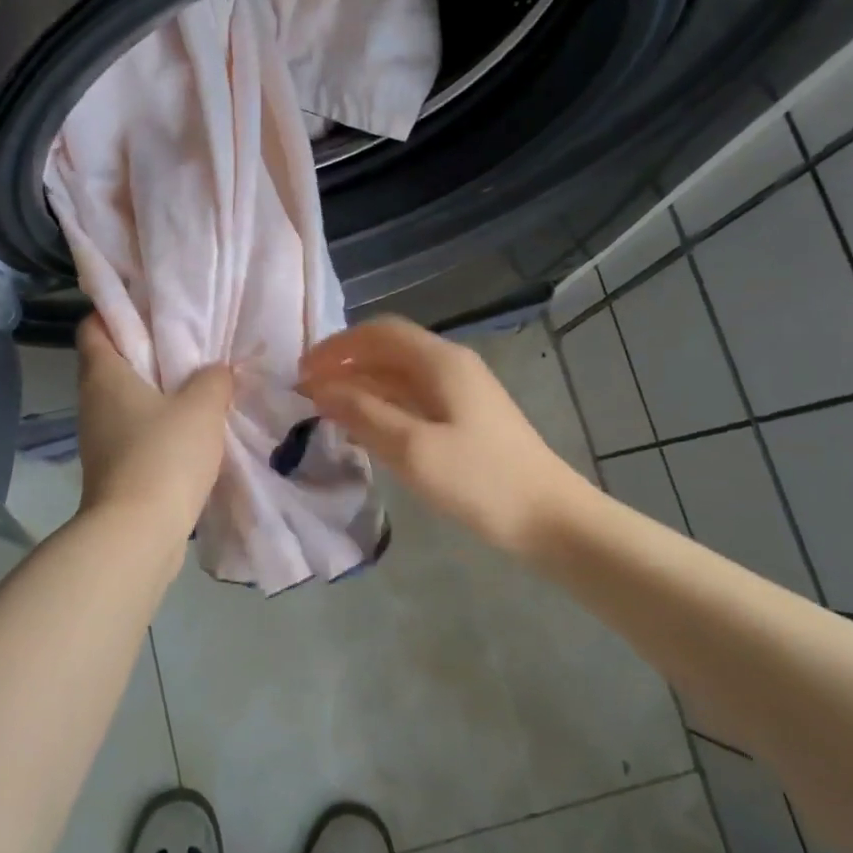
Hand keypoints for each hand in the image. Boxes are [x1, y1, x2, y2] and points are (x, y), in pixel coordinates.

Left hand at [75, 317, 233, 546]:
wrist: (138, 533)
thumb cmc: (164, 455)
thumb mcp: (201, 407)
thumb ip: (213, 379)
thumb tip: (216, 372)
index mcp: (104, 374)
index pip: (94, 325)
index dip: (117, 310)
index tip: (152, 306)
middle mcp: (93, 401)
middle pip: (114, 362)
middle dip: (148, 351)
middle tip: (189, 343)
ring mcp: (100, 438)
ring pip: (127, 400)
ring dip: (158, 392)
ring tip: (198, 384)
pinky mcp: (114, 468)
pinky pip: (136, 432)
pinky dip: (159, 425)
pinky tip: (193, 429)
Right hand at [299, 317, 580, 557]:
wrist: (549, 519)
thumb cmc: (479, 480)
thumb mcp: (412, 448)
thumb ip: (362, 413)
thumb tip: (320, 388)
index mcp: (440, 362)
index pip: (379, 332)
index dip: (337, 346)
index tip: (302, 371)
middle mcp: (450, 367)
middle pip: (388, 351)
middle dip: (345, 365)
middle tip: (307, 392)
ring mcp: (461, 394)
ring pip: (399, 377)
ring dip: (361, 387)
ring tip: (325, 410)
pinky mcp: (465, 421)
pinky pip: (412, 401)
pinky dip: (381, 407)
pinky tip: (363, 429)